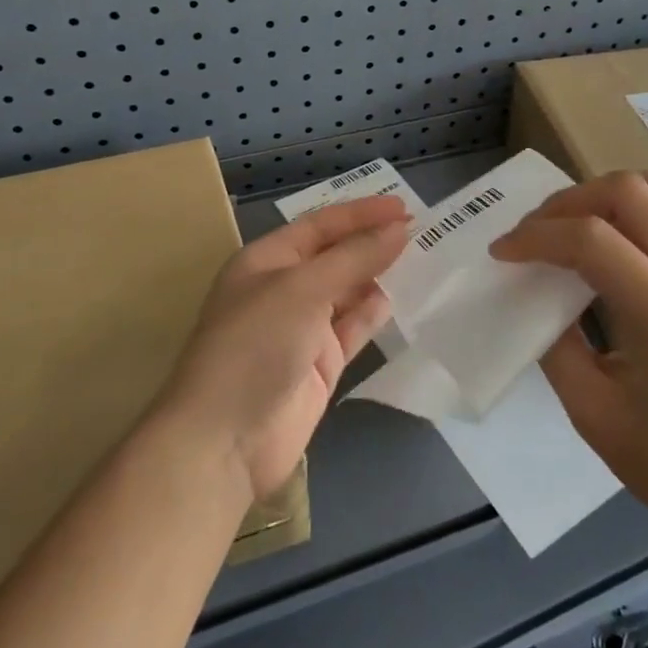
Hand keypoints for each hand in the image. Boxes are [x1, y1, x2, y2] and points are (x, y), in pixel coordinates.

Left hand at [160, 195, 409, 500]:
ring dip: (378, 276)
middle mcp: (283, 290)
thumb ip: (355, 258)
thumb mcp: (303, 289)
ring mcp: (301, 329)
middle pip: (335, 257)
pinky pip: (352, 329)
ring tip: (421, 260)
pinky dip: (373, 314)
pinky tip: (398, 299)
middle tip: (420, 230)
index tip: (403, 207)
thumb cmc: (256, 345)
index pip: (320, 225)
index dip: (360, 213)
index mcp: (266, 261)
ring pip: (347, 292)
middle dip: (372, 242)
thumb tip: (399, 229)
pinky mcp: (319, 365)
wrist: (227, 440)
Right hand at [489, 171, 647, 558]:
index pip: (593, 242)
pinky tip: (624, 232)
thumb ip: (555, 344)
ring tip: (579, 222)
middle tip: (535, 234)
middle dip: (567, 203)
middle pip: (629, 195)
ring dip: (613, 192)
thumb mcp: (594, 414)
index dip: (537, 237)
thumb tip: (533, 292)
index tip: (503, 252)